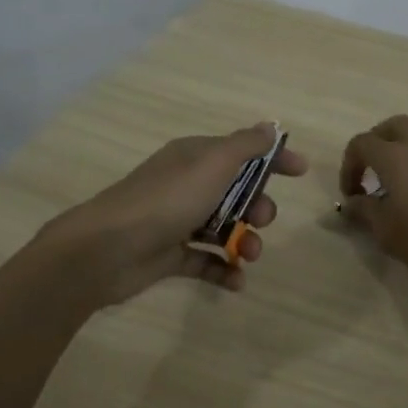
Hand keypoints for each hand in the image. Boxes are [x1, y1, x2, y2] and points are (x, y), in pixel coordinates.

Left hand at [42, 123, 308, 305]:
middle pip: (236, 192)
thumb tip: (270, 126)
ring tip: (248, 256)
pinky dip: (223, 270)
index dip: (273, 158)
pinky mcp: (169, 255)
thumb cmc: (166, 200)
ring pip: (224, 228)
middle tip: (263, 220)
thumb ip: (244, 146)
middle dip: (259, 206)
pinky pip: (205, 261)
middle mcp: (186, 185)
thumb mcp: (212, 164)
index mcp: (195, 158)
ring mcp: (176, 221)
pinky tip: (237, 282)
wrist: (106, 249)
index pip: (242, 151)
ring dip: (245, 241)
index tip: (301, 171)